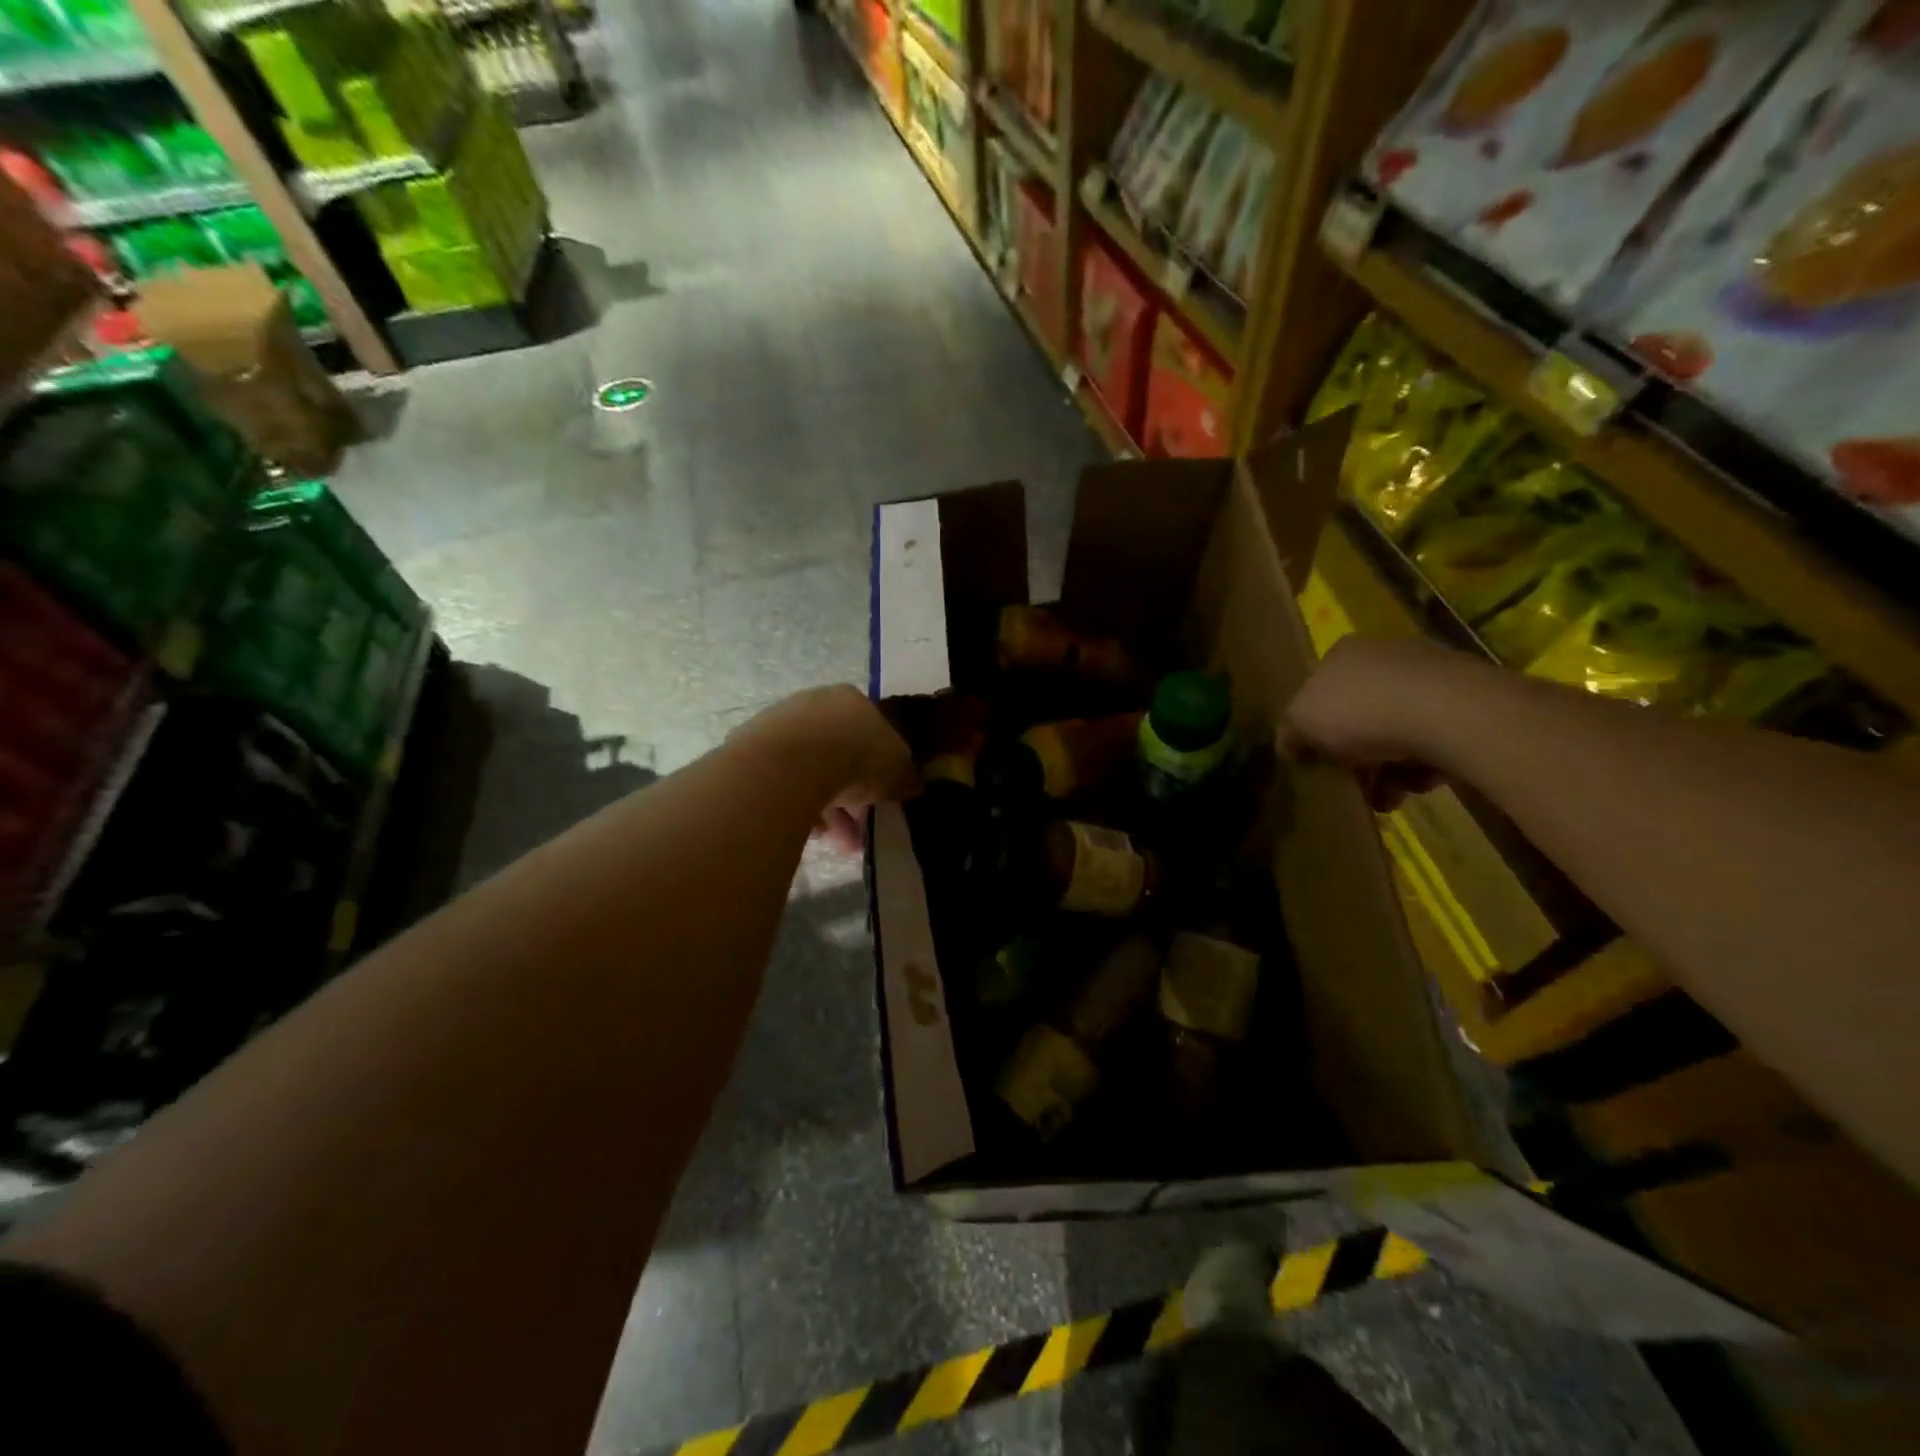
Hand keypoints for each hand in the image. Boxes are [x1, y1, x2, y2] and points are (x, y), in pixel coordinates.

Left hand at [732, 685, 918, 852]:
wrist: (792, 764)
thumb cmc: (856, 756)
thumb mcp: (898, 769)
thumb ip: (904, 776)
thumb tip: (910, 784)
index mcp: (851, 700)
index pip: (870, 730)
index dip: (879, 765)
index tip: (883, 794)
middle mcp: (813, 705)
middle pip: (837, 752)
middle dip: (851, 794)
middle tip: (859, 828)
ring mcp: (778, 725)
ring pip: (809, 771)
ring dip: (826, 808)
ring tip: (837, 842)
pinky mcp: (750, 751)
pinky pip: (783, 784)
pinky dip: (798, 807)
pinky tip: (811, 833)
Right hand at [1281, 636, 1469, 810]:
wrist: (1448, 713)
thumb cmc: (1360, 711)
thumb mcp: (1301, 723)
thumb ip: (1289, 733)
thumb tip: (1289, 746)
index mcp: (1343, 653)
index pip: (1320, 690)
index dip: (1315, 728)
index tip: (1318, 760)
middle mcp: (1386, 655)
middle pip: (1360, 714)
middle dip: (1356, 757)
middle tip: (1355, 785)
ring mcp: (1431, 675)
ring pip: (1398, 731)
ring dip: (1389, 770)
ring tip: (1389, 798)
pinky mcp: (1468, 701)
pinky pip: (1434, 739)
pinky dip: (1423, 765)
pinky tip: (1420, 784)